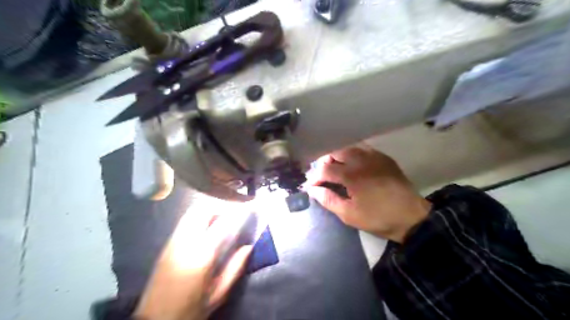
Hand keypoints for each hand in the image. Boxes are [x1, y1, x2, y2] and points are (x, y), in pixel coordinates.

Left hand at [135, 211, 252, 319]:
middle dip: (221, 205)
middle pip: (203, 209)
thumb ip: (235, 267)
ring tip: (222, 217)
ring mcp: (173, 241)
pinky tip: (207, 227)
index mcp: (202, 254)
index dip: (238, 212)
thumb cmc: (191, 309)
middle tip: (234, 212)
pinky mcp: (167, 244)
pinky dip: (199, 217)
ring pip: (192, 212)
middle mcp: (186, 242)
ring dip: (209, 209)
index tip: (250, 207)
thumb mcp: (218, 293)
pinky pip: (185, 221)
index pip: (224, 223)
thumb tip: (248, 247)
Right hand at [310, 145, 429, 241]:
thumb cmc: (378, 218)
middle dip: (324, 162)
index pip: (325, 169)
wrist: (411, 217)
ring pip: (349, 148)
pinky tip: (353, 166)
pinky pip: (363, 149)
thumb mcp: (349, 214)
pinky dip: (353, 155)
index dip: (315, 177)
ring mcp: (374, 156)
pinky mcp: (384, 158)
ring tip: (335, 169)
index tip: (310, 186)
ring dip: (338, 157)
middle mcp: (361, 160)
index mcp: (352, 175)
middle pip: (335, 152)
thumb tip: (312, 190)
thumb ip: (328, 199)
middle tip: (322, 176)